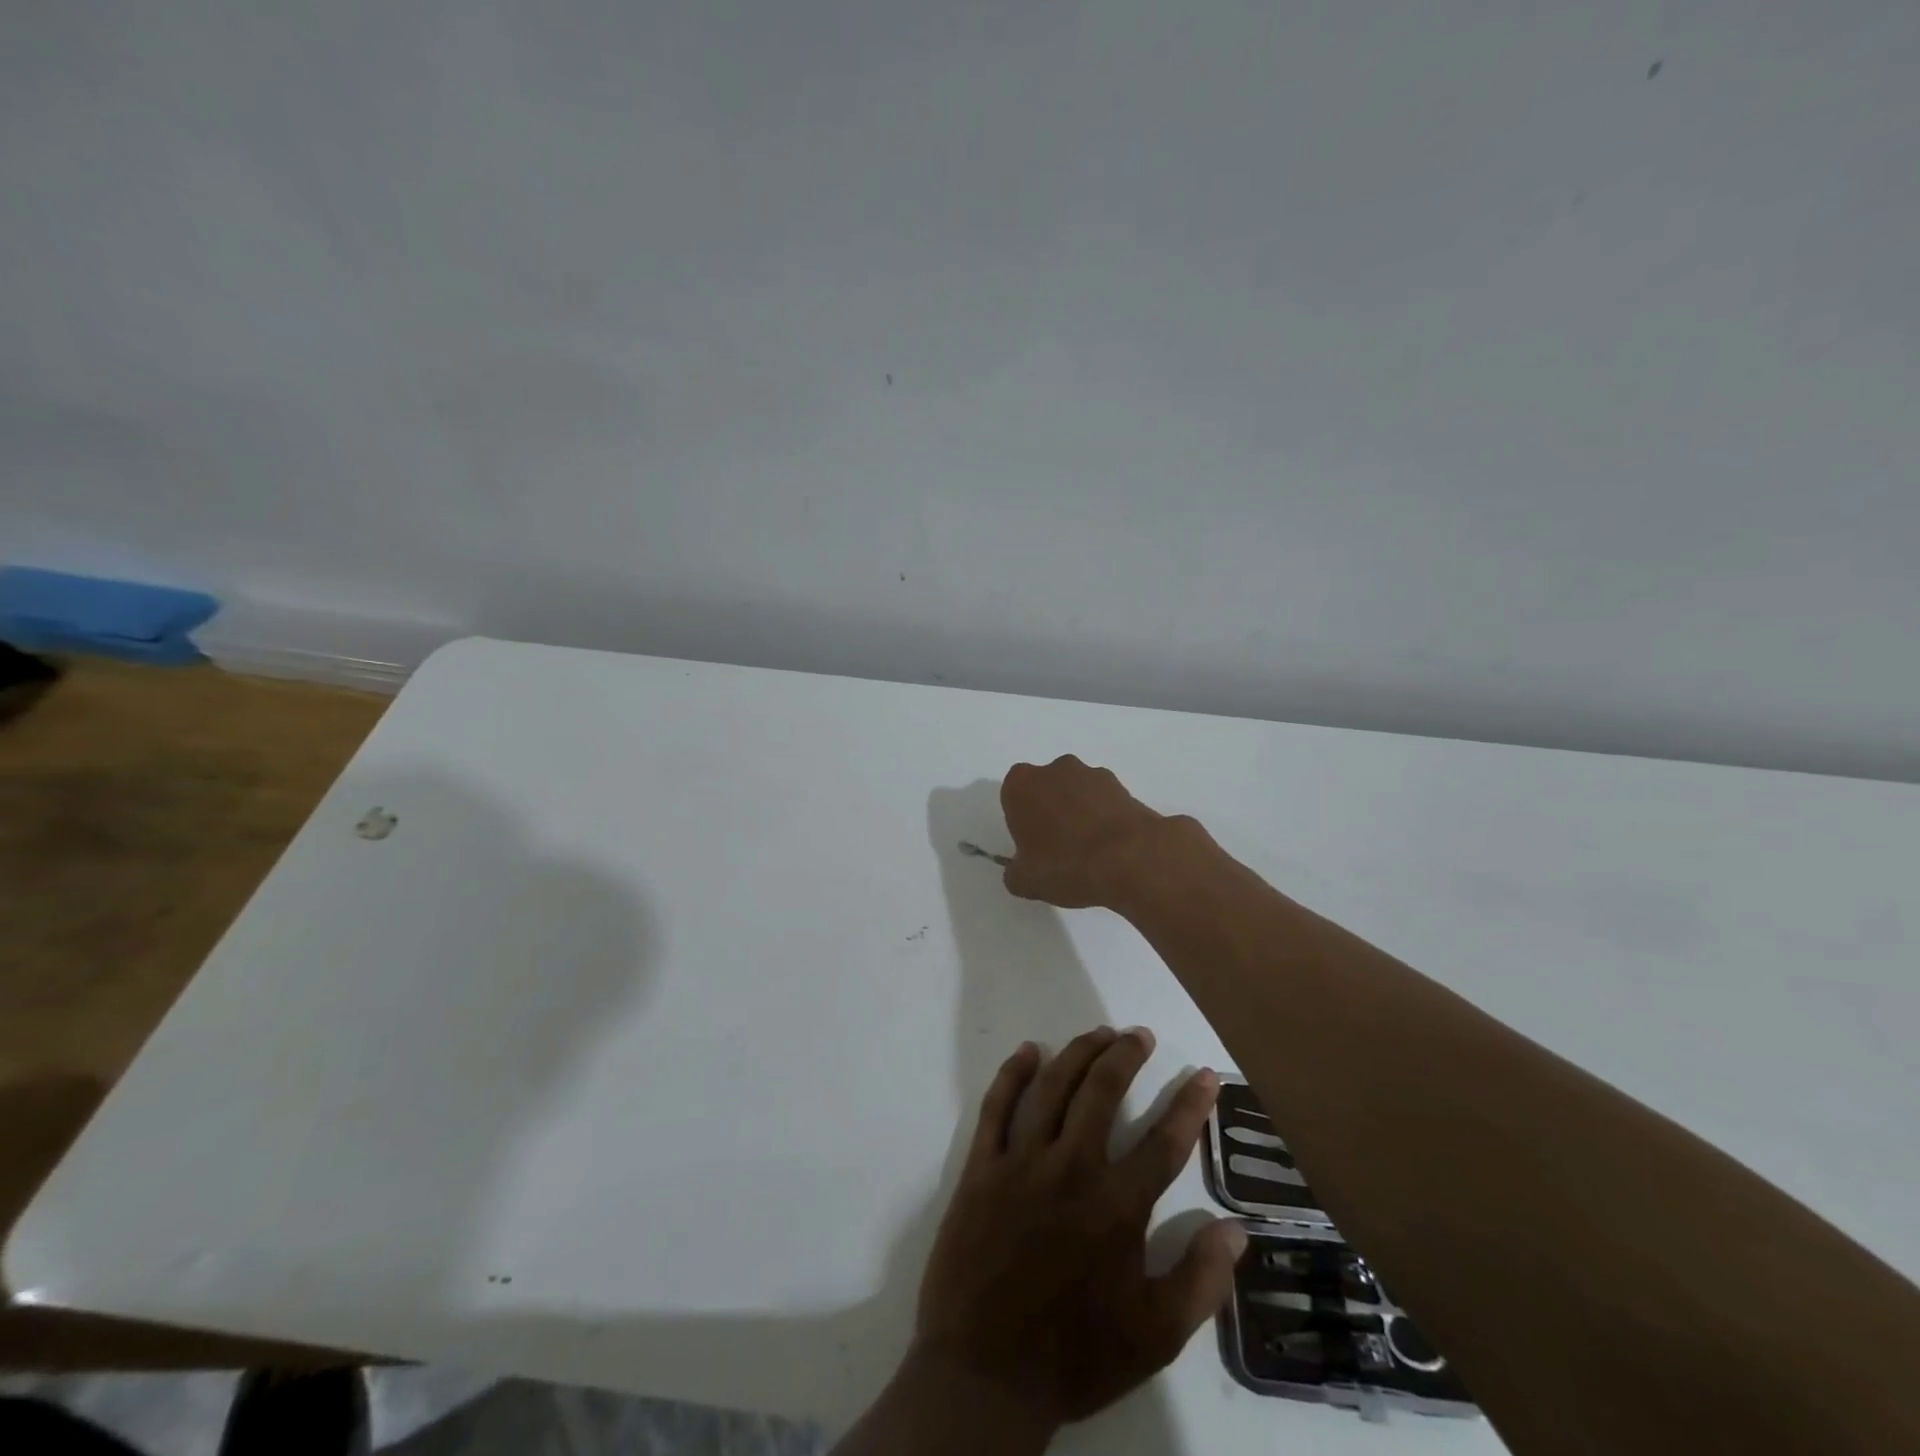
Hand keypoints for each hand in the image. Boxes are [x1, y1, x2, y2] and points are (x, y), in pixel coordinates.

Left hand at [913, 1026, 1247, 1429]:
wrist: (984, 1372)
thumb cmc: (1074, 1354)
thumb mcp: (1154, 1336)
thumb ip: (1200, 1281)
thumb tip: (1236, 1229)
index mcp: (1116, 1207)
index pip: (1164, 1141)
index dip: (1189, 1104)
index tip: (1204, 1075)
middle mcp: (1071, 1169)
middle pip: (1102, 1092)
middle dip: (1126, 1056)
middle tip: (1139, 1035)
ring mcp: (1021, 1162)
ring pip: (1053, 1086)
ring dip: (1078, 1053)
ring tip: (1099, 1033)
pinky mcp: (982, 1166)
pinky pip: (997, 1106)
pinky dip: (1013, 1073)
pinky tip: (1028, 1052)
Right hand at [999, 756, 1179, 908]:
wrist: (1130, 859)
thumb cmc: (1066, 864)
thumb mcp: (1025, 882)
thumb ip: (1015, 872)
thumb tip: (1020, 870)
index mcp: (1021, 785)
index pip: (1013, 796)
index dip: (1021, 821)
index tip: (1030, 844)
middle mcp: (1054, 770)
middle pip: (1046, 788)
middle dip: (1049, 810)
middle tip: (1057, 847)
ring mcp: (1091, 774)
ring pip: (1076, 791)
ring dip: (1078, 811)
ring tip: (1088, 850)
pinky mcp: (1122, 786)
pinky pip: (1103, 801)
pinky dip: (1103, 817)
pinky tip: (1109, 846)